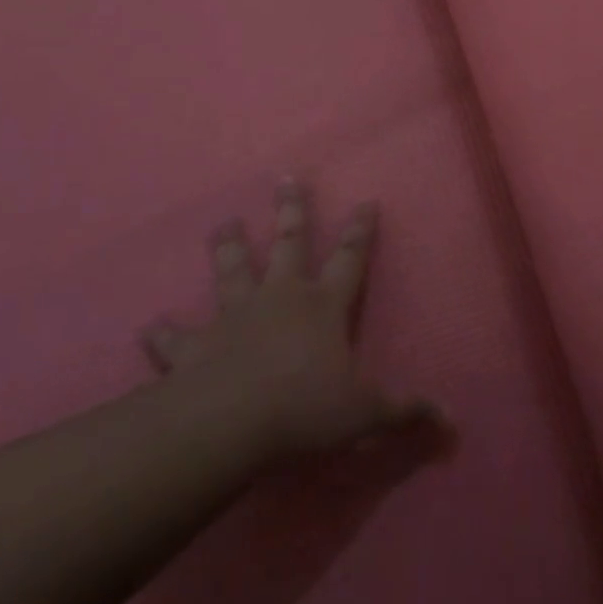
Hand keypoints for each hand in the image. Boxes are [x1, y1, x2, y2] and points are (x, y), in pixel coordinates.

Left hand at [142, 181, 440, 459]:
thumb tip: (452, 421)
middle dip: (292, 210)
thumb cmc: (305, 410)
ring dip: (228, 246)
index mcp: (323, 306)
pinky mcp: (193, 346)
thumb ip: (406, 412)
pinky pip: (175, 337)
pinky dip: (164, 333)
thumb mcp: (365, 414)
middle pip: (288, 244)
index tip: (365, 200)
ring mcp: (233, 317)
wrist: (228, 425)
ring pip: (231, 270)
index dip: (360, 230)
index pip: (350, 259)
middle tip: (286, 178)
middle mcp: (279, 298)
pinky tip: (150, 326)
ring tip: (224, 222)